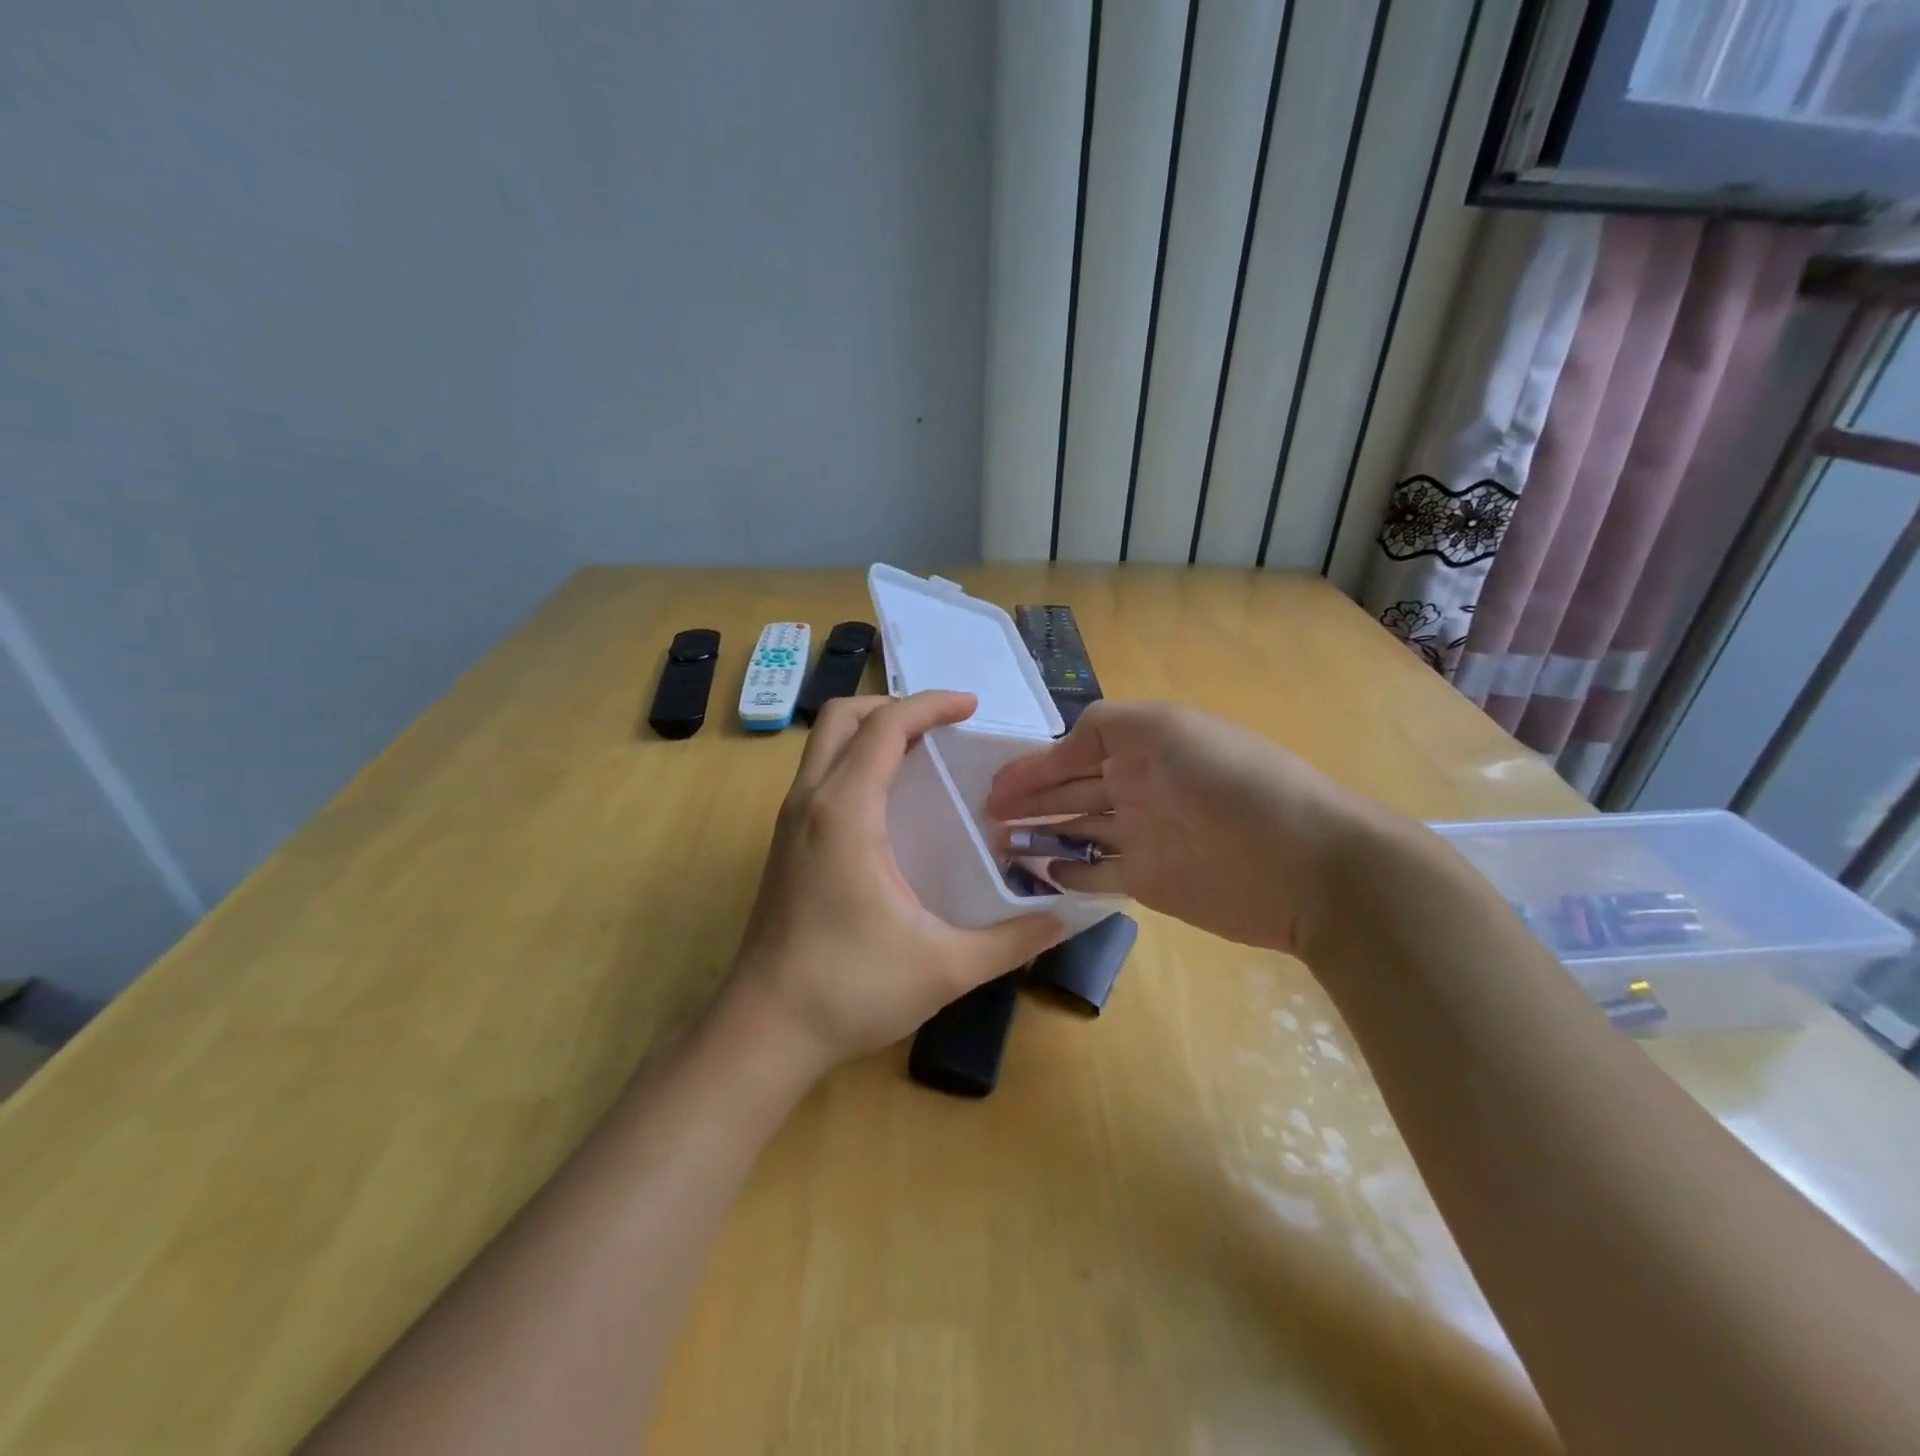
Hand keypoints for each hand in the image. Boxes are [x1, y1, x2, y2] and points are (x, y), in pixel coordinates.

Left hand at [726, 692, 1066, 1071]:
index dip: (931, 705)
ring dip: (870, 732)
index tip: (971, 707)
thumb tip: (1064, 919)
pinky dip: (854, 761)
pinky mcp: (783, 845)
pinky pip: (819, 775)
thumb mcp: (945, 966)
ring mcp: (788, 823)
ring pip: (824, 744)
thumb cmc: (850, 989)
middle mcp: (809, 802)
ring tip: (921, 754)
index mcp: (845, 812)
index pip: (885, 727)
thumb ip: (1011, 940)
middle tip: (942, 727)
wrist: (763, 1031)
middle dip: (894, 707)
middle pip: (842, 717)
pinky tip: (889, 803)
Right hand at [986, 700, 1376, 955]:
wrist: (1305, 862)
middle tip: (982, 816)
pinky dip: (1067, 874)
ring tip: (995, 844)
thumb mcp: (1166, 727)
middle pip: (1069, 792)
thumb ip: (1105, 727)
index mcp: (1141, 746)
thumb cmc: (1231, 780)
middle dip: (1027, 800)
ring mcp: (1142, 837)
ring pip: (1077, 833)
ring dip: (1038, 836)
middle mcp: (1138, 787)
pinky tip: (1037, 874)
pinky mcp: (1149, 882)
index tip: (991, 782)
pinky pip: (1097, 875)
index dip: (1033, 764)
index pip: (1073, 750)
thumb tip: (1062, 750)